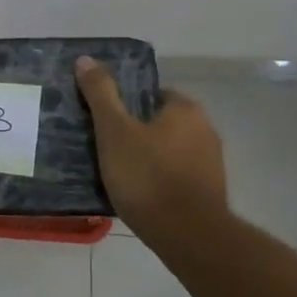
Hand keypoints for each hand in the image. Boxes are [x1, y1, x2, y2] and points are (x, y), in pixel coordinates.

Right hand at [75, 56, 227, 229]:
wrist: (188, 236)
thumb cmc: (147, 176)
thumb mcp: (114, 131)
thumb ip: (101, 94)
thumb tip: (86, 59)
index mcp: (185, 109)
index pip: (152, 94)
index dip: (126, 105)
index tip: (104, 121)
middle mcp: (205, 130)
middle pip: (160, 123)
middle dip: (135, 132)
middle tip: (103, 147)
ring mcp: (211, 164)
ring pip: (168, 151)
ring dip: (147, 158)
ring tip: (116, 173)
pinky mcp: (209, 193)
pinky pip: (175, 177)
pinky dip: (158, 181)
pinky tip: (138, 195)